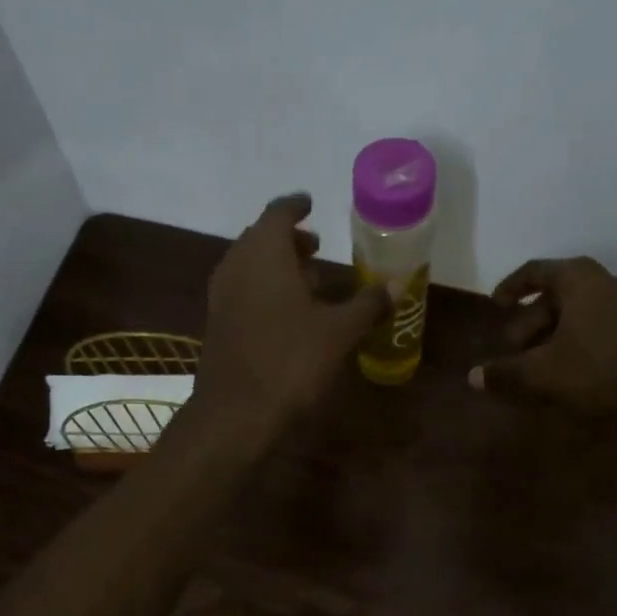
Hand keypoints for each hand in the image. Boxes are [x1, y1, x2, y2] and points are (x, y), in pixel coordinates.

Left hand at [192, 195, 389, 445]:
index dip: (296, 206)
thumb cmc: (290, 361)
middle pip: (262, 238)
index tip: (311, 203)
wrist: (236, 411)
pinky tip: (288, 313)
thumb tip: (398, 284)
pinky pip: (243, 289)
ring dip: (278, 266)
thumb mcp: (338, 331)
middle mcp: (237, 264)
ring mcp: (222, 294)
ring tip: (310, 281)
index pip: (278, 213)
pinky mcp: (218, 321)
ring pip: (251, 265)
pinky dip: (265, 288)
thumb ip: (368, 304)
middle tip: (317, 246)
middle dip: (290, 240)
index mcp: (264, 253)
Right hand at [470, 258, 616, 426]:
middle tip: (513, 350)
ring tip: (539, 366)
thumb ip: (506, 374)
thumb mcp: (544, 375)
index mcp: (579, 280)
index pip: (535, 271)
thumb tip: (473, 377)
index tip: (495, 306)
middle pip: (557, 295)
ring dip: (554, 336)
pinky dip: (578, 344)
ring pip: (580, 314)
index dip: (510, 287)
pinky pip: (600, 328)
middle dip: (530, 321)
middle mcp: (607, 283)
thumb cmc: (602, 372)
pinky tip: (572, 373)